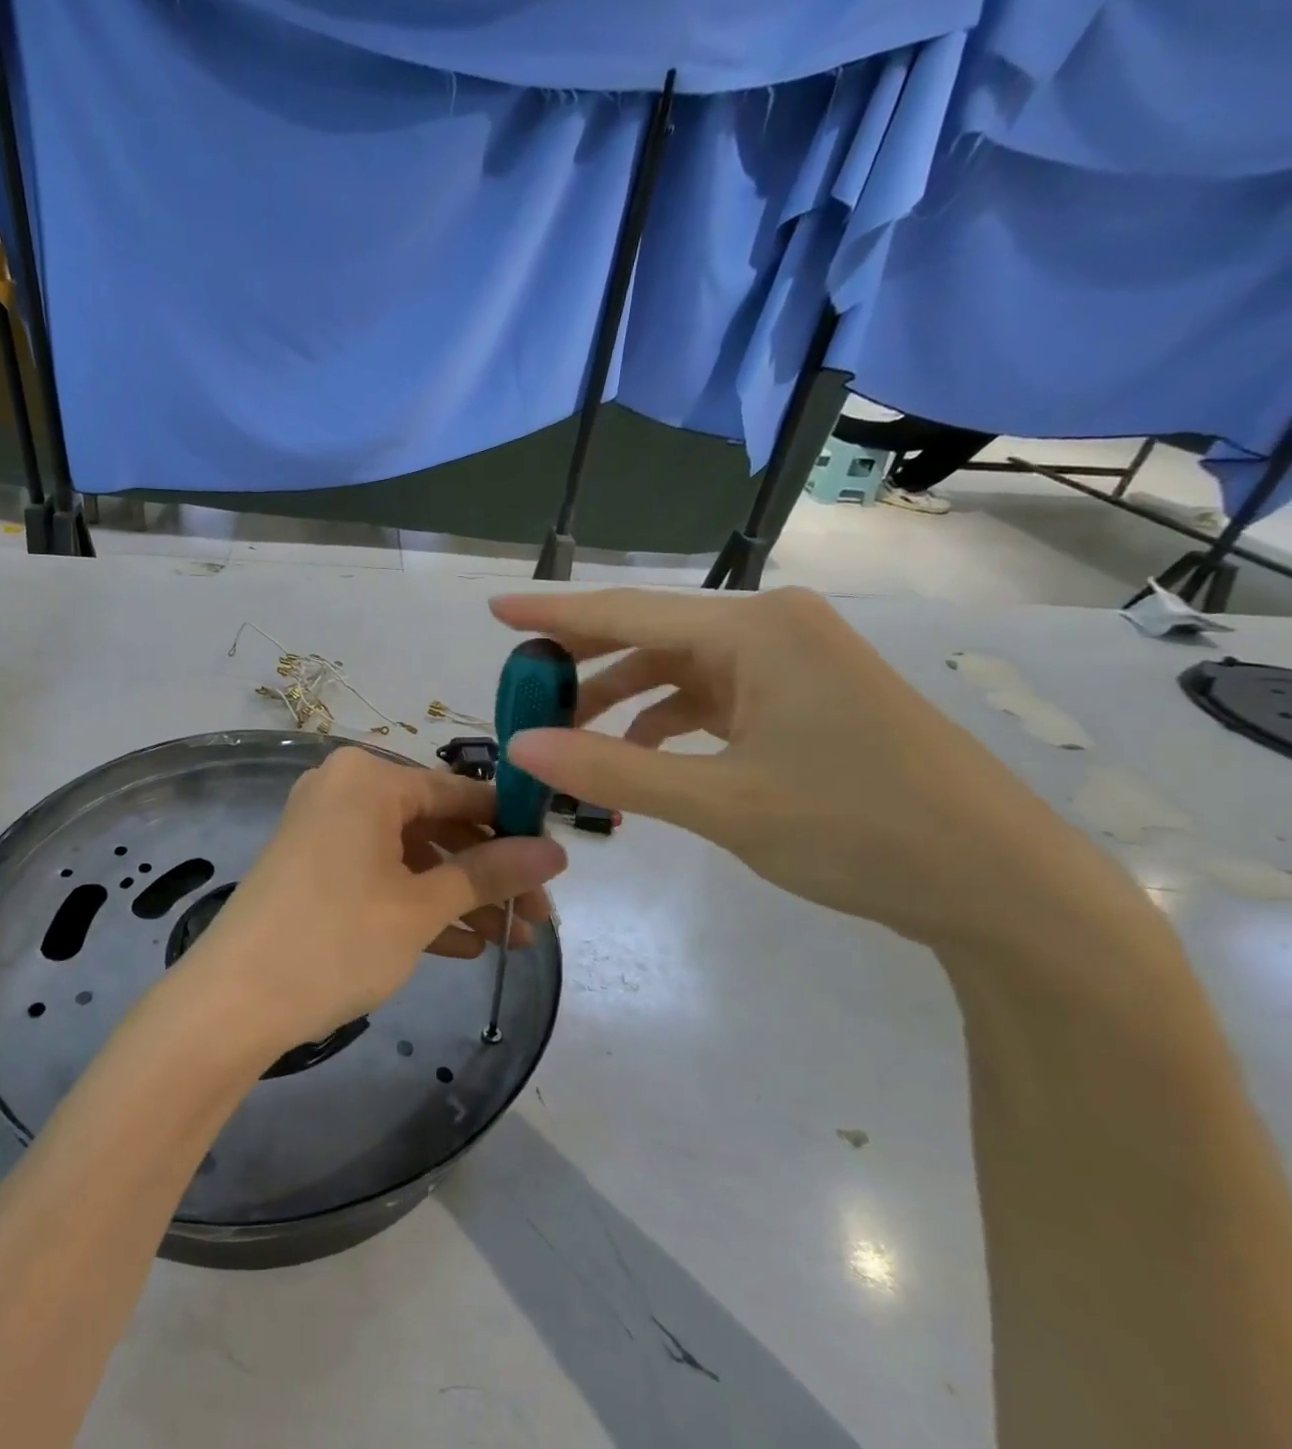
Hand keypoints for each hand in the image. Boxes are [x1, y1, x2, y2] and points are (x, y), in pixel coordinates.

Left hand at [184, 747, 566, 1048]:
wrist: (231, 1004)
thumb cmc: (334, 942)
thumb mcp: (420, 908)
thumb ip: (489, 874)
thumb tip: (556, 852)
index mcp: (368, 778)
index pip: (460, 792)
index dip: (513, 829)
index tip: (555, 867)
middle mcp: (344, 789)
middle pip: (436, 825)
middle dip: (488, 874)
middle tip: (536, 919)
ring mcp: (324, 828)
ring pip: (410, 855)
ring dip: (458, 896)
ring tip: (509, 941)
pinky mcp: (313, 866)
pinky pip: (379, 874)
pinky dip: (416, 905)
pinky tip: (462, 945)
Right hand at [490, 586, 1111, 947]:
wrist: (1001, 886)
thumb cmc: (861, 830)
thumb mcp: (722, 803)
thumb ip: (613, 769)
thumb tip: (520, 746)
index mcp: (756, 629)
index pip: (627, 612)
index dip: (553, 614)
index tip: (493, 608)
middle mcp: (772, 628)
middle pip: (650, 635)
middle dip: (581, 665)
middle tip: (520, 692)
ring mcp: (792, 663)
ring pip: (678, 669)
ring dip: (621, 701)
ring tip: (568, 739)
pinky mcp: (802, 699)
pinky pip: (711, 696)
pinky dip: (666, 722)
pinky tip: (640, 757)